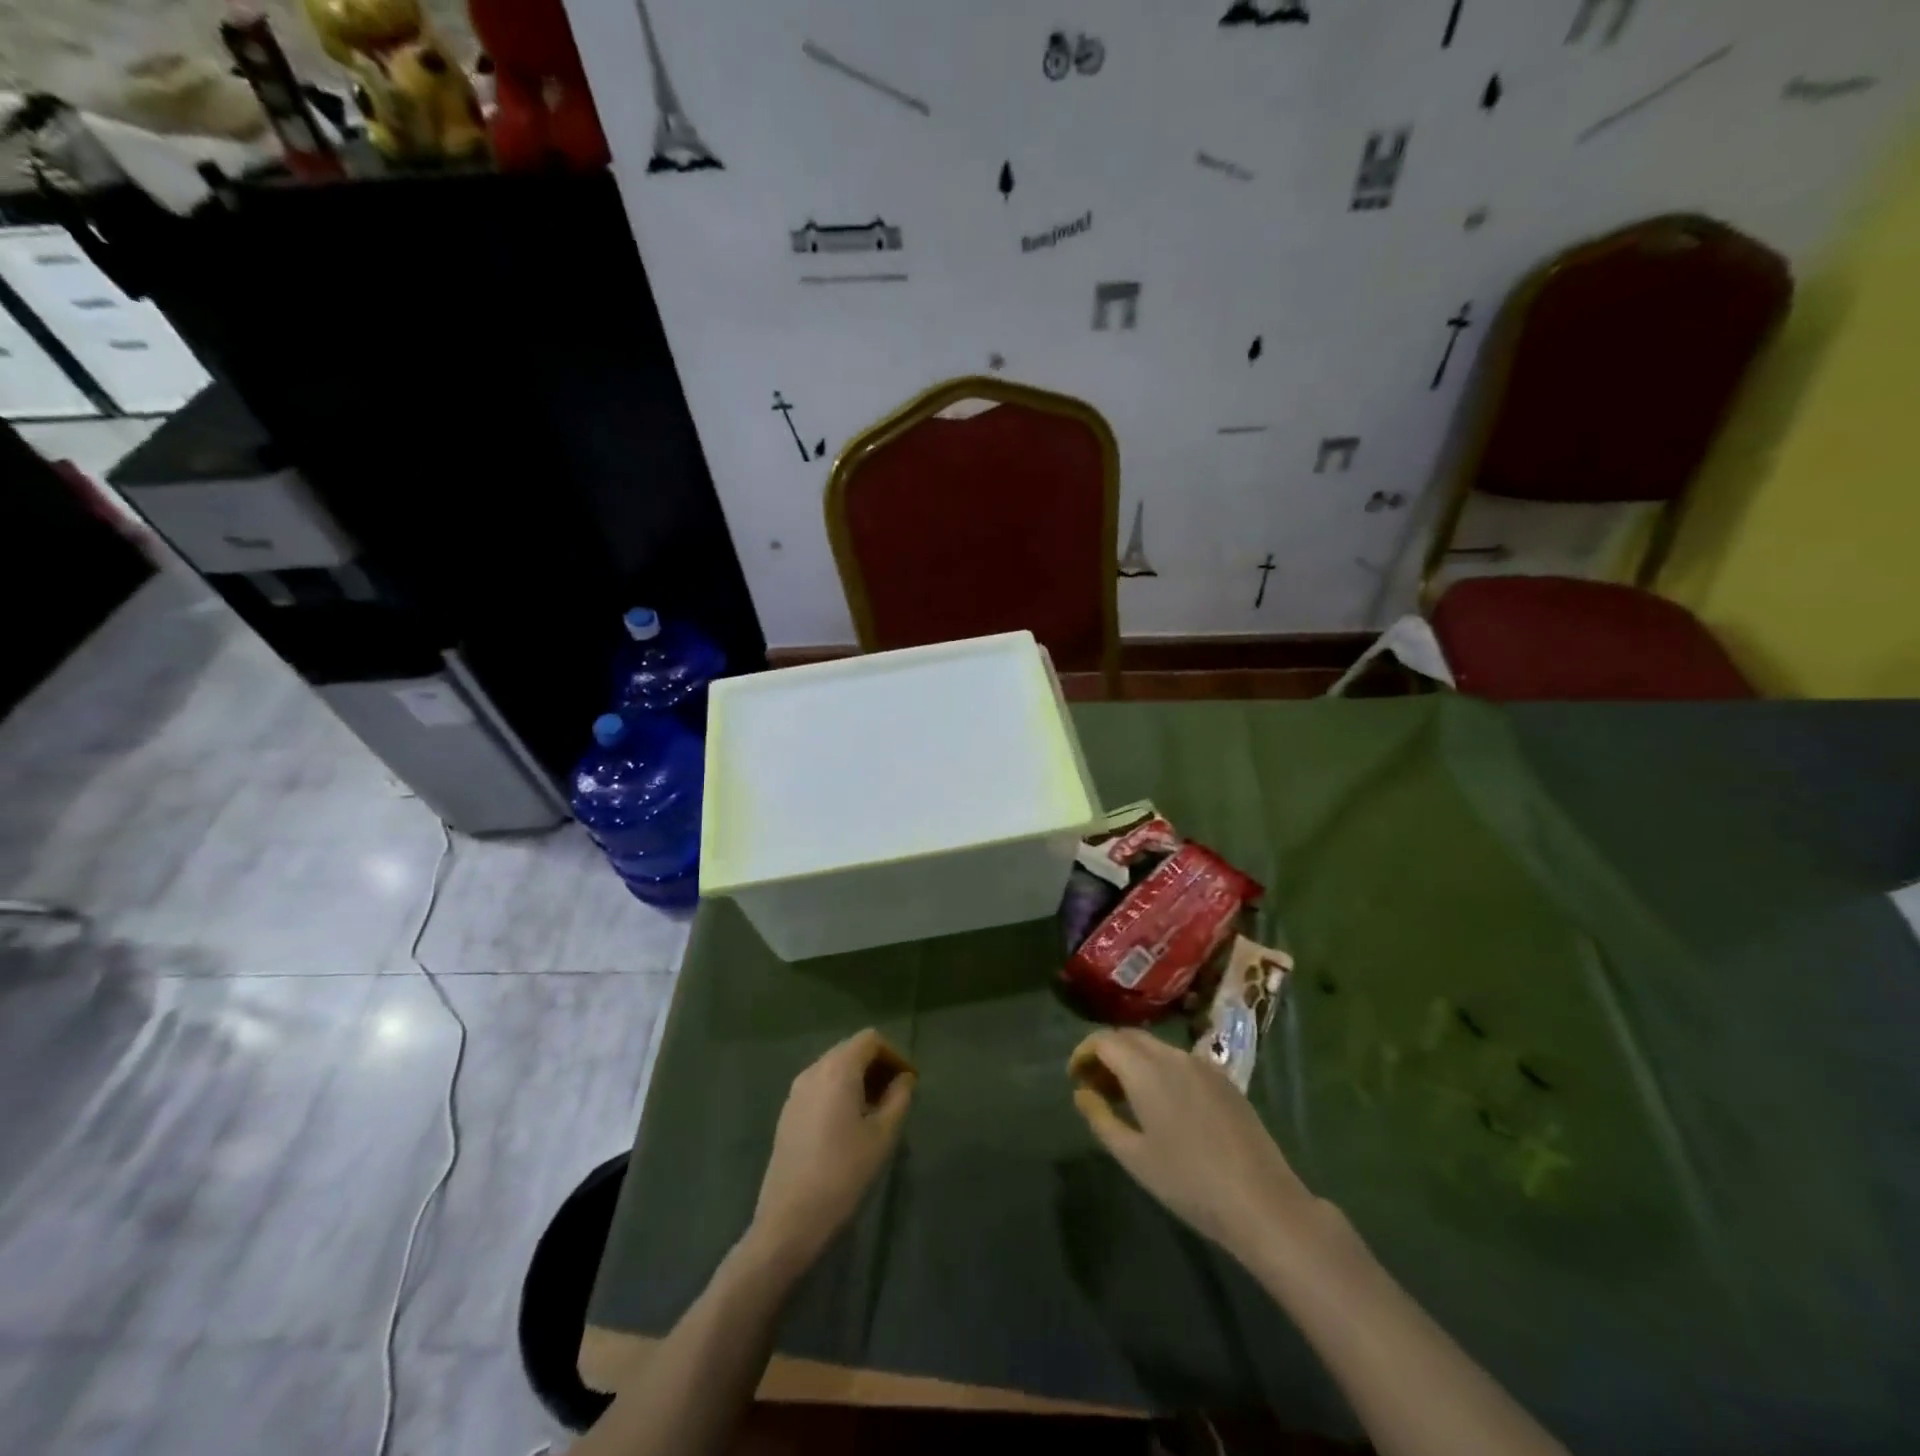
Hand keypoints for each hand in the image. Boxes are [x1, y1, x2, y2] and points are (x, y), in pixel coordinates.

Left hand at [748, 1028, 915, 1274]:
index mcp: (837, 1069)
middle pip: (851, 1050)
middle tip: (897, 1095)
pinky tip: (849, 1125)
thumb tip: (904, 1079)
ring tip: (877, 1111)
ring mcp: (796, 1092)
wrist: (789, 1220)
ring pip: (834, 1068)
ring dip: (858, 1079)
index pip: (870, 1039)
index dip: (894, 1055)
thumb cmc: (843, 1174)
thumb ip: (898, 1099)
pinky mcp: (787, 1113)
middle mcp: (813, 1070)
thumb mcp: (882, 1136)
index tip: (909, 1082)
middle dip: (877, 1066)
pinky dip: (840, 1092)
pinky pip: (820, 1087)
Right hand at [1070, 1028, 1318, 1262]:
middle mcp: (1173, 1056)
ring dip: (1134, 1061)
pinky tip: (1163, 1104)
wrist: (1262, 1202)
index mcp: (1147, 1070)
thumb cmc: (1189, 1183)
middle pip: (1130, 1037)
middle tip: (1096, 1085)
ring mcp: (1203, 1065)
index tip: (1075, 1076)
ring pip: (1157, 1048)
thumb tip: (1082, 1093)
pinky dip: (1160, 1069)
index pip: (1105, 1040)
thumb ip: (1101, 1118)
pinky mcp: (1224, 1080)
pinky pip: (1181, 1061)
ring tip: (1126, 1097)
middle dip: (1107, 1053)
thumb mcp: (1134, 1157)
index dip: (1084, 1052)